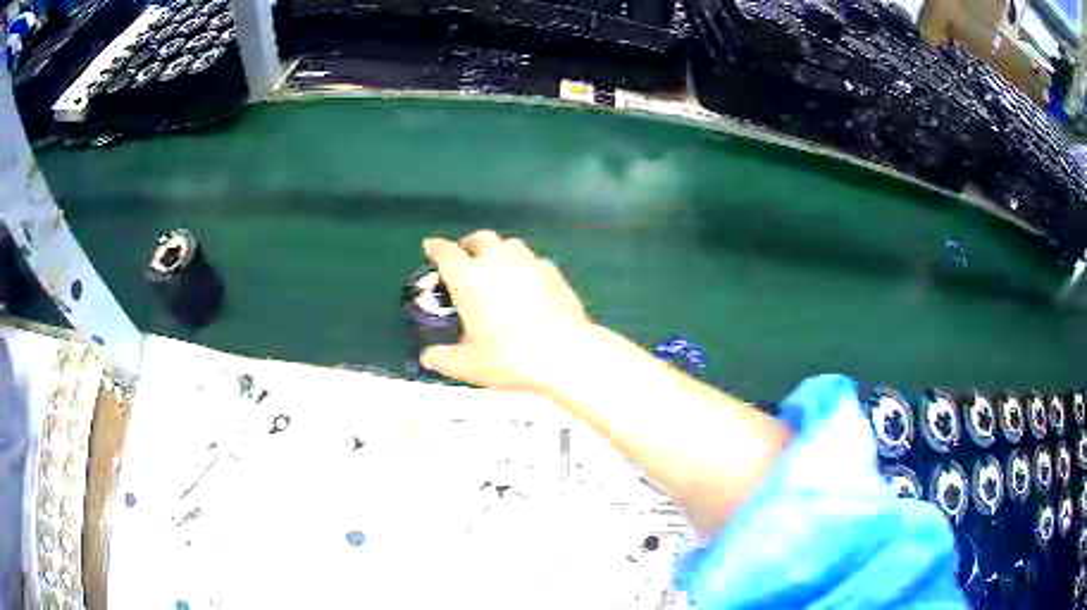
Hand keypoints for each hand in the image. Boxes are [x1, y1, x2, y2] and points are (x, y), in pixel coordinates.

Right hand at [419, 230, 593, 390]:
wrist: (564, 353)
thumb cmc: (509, 357)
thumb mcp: (468, 364)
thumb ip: (443, 358)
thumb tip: (429, 356)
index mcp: (469, 277)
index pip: (446, 252)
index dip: (435, 248)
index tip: (430, 246)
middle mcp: (497, 260)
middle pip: (480, 238)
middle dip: (468, 244)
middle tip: (464, 257)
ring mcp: (528, 262)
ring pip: (509, 244)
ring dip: (497, 250)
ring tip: (495, 267)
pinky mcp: (553, 271)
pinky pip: (532, 260)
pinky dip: (523, 266)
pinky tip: (526, 283)